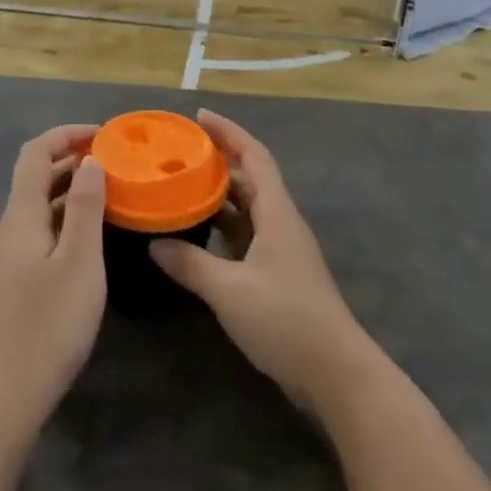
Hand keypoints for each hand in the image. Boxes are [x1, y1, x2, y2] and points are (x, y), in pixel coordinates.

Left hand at [0, 126, 106, 437]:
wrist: (2, 398)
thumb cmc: (47, 325)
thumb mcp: (79, 262)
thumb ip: (86, 208)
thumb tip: (90, 161)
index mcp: (20, 217)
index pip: (35, 153)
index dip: (66, 135)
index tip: (103, 135)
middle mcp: (7, 230)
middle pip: (34, 178)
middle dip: (71, 161)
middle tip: (115, 163)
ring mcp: (6, 259)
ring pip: (38, 208)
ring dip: (70, 192)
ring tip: (111, 195)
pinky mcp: (11, 284)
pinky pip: (39, 233)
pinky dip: (65, 221)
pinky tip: (90, 239)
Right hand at [151, 111, 375, 417]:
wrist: (335, 373)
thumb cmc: (286, 320)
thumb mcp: (230, 291)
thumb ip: (191, 264)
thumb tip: (155, 243)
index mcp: (277, 213)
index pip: (255, 156)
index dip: (229, 132)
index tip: (200, 117)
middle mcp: (281, 223)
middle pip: (251, 178)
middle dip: (219, 161)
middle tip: (181, 153)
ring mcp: (282, 250)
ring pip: (248, 208)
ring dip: (220, 195)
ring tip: (182, 186)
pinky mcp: (279, 275)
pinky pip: (247, 235)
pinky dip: (223, 227)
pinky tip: (198, 235)